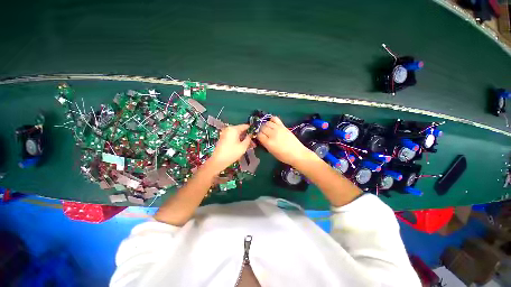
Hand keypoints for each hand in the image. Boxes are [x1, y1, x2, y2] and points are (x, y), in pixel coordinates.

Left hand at [209, 124, 251, 171]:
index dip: (251, 129)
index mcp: (234, 129)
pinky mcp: (223, 137)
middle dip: (247, 135)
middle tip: (253, 141)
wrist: (218, 161)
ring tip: (249, 144)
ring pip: (237, 133)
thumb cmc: (232, 153)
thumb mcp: (243, 146)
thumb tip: (251, 134)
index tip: (256, 133)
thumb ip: (248, 139)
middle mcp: (229, 129)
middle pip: (241, 129)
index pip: (245, 126)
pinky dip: (238, 139)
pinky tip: (242, 145)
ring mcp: (225, 133)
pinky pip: (233, 136)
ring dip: (243, 138)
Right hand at [257, 117, 313, 166]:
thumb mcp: (271, 152)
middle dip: (260, 130)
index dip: (257, 135)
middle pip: (262, 127)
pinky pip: (275, 118)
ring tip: (266, 129)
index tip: (258, 137)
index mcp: (268, 142)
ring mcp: (278, 129)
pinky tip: (271, 123)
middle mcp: (272, 134)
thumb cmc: (284, 156)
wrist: (297, 153)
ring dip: (265, 125)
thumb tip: (260, 138)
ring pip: (267, 122)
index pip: (258, 134)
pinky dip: (271, 119)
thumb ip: (265, 144)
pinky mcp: (283, 126)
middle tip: (262, 133)